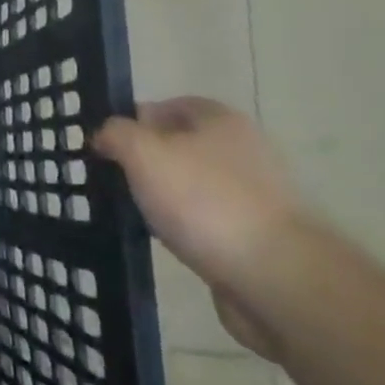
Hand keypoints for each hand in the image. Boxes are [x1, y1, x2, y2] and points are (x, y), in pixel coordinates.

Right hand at [95, 98, 302, 358]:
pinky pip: (209, 221)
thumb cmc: (205, 201)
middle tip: (115, 178)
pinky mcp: (260, 237)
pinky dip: (187, 228)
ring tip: (136, 212)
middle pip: (181, 145)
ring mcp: (257, 196)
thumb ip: (116, 133)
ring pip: (194, 185)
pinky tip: (169, 241)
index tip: (107, 144)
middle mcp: (244, 150)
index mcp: (221, 120)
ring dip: (166, 197)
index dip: (134, 119)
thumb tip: (105, 134)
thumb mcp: (142, 152)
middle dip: (148, 160)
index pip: (169, 105)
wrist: (279, 279)